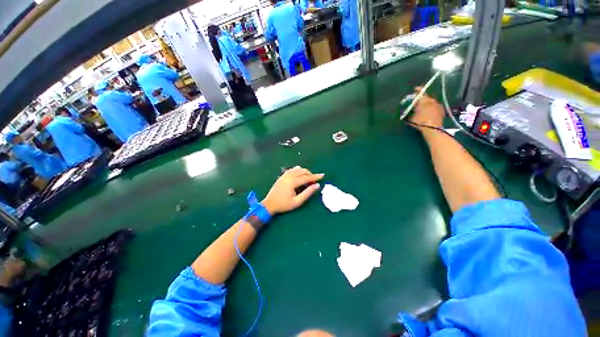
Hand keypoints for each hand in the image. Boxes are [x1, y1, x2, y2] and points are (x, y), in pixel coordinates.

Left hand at [262, 166, 323, 215]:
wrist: (269, 204)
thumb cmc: (284, 205)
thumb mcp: (297, 202)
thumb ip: (308, 193)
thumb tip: (317, 185)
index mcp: (292, 182)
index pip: (306, 177)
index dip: (315, 177)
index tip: (322, 175)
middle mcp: (288, 176)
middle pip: (302, 171)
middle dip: (310, 174)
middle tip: (314, 180)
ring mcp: (284, 176)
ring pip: (297, 169)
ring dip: (304, 172)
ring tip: (308, 177)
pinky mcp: (282, 177)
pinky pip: (291, 170)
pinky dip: (297, 170)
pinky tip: (299, 171)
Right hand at [409, 87, 444, 129]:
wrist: (433, 128)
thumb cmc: (420, 122)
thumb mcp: (411, 118)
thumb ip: (411, 112)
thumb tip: (409, 111)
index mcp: (423, 101)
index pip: (420, 92)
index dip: (418, 90)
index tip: (415, 89)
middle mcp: (431, 101)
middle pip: (426, 97)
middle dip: (422, 99)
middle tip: (418, 103)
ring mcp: (438, 105)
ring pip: (431, 102)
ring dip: (427, 104)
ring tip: (424, 108)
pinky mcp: (442, 110)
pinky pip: (435, 106)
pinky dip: (432, 108)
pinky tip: (430, 112)